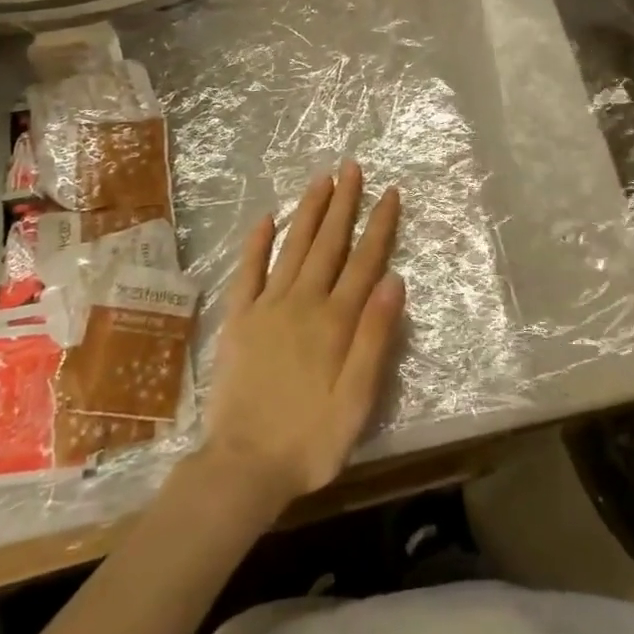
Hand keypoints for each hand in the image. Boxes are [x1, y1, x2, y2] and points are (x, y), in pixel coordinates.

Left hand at [202, 163, 405, 512]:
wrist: (243, 466)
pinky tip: (266, 218)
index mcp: (335, 321)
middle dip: (343, 203)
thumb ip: (376, 338)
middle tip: (352, 167)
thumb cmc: (310, 440)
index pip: (365, 261)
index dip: (379, 225)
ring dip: (308, 211)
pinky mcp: (238, 319)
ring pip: (293, 246)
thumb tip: (395, 280)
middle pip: (328, 243)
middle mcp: (303, 302)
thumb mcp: (358, 400)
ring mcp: (267, 306)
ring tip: (321, 179)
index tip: (390, 192)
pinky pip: (248, 271)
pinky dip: (257, 243)